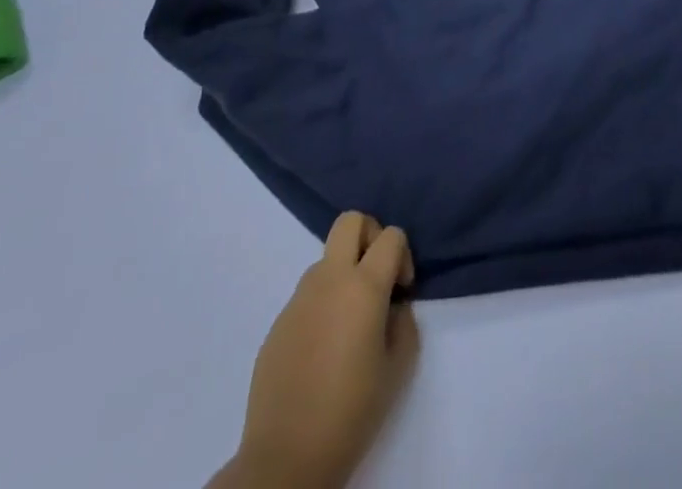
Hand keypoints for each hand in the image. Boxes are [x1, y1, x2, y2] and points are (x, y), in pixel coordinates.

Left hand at [216, 213, 419, 488]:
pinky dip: (322, 303)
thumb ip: (403, 323)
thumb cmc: (351, 412)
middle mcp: (329, 279)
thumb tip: (394, 306)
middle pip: (350, 221)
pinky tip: (324, 347)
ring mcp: (298, 298)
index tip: (402, 290)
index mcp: (363, 286)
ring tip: (350, 321)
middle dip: (370, 234)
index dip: (403, 255)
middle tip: (377, 275)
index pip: (391, 235)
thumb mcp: (398, 368)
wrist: (285, 459)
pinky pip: (307, 294)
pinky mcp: (278, 322)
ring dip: (344, 272)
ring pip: (327, 258)